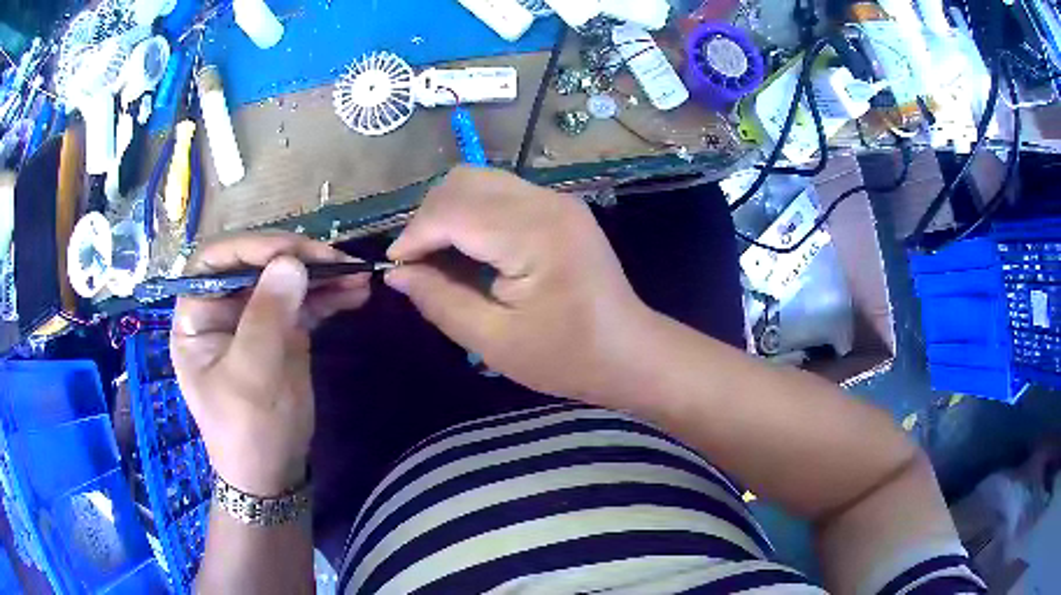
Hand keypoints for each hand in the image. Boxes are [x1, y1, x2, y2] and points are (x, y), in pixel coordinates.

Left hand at [171, 232, 369, 494]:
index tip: (289, 252)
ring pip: (285, 279)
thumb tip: (291, 262)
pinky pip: (305, 302)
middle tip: (337, 261)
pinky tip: (357, 293)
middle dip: (296, 258)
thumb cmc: (246, 431)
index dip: (248, 248)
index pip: (214, 262)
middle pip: (256, 264)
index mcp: (197, 316)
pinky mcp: (283, 330)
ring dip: (322, 273)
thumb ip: (265, 319)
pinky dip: (331, 295)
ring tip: (359, 276)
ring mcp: (255, 317)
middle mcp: (223, 308)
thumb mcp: (250, 378)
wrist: (273, 473)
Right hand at [386, 167, 650, 400]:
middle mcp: (546, 202)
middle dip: (427, 218)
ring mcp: (556, 200)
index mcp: (534, 233)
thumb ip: (440, 301)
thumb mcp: (495, 341)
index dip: (413, 235)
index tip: (394, 267)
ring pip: (479, 181)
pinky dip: (471, 214)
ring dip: (447, 212)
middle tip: (416, 263)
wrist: (630, 352)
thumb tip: (395, 273)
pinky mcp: (559, 207)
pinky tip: (467, 249)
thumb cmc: (567, 357)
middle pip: (463, 182)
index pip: (453, 210)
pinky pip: (499, 193)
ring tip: (437, 257)